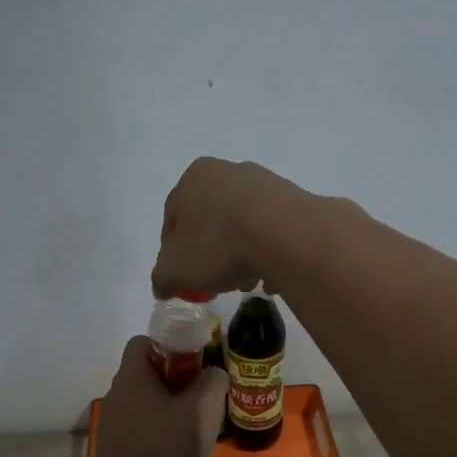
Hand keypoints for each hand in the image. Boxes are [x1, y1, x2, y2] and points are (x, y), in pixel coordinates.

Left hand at [94, 336, 227, 456]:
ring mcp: (113, 422)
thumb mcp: (202, 412)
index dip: (170, 344)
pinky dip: (159, 428)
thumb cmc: (165, 450)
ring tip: (196, 423)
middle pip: (147, 371)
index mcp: (132, 377)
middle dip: (176, 378)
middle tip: (203, 393)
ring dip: (169, 405)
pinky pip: (141, 424)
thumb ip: (213, 383)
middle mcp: (116, 394)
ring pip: (145, 400)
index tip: (195, 359)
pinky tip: (179, 447)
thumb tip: (214, 373)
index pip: (144, 341)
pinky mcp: (115, 447)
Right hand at [151, 158, 303, 298]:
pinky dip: (269, 251)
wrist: (286, 235)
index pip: (173, 218)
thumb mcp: (174, 270)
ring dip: (241, 254)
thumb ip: (162, 278)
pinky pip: (273, 231)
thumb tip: (163, 286)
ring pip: (243, 226)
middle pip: (211, 221)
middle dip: (211, 253)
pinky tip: (272, 275)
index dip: (173, 252)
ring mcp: (265, 183)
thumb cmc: (219, 245)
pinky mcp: (294, 200)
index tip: (183, 277)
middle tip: (215, 281)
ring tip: (248, 282)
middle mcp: (229, 171)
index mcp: (194, 177)